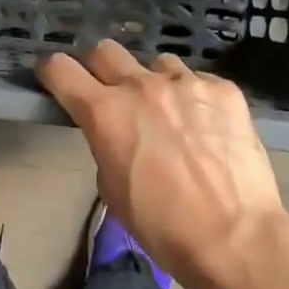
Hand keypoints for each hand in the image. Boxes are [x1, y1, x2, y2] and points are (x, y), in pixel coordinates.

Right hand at [36, 41, 286, 288]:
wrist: (236, 239)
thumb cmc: (164, 227)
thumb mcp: (113, 190)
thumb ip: (106, 145)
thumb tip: (115, 132)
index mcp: (105, 112)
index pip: (61, 69)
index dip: (52, 71)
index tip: (54, 77)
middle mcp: (141, 86)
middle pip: (105, 50)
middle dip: (101, 68)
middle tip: (112, 93)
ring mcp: (186, 82)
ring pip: (157, 64)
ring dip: (155, 84)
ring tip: (172, 115)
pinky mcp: (223, 89)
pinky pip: (199, 81)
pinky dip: (196, 100)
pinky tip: (208, 128)